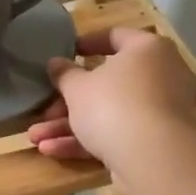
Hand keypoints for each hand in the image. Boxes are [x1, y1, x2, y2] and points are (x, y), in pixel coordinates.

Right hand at [28, 27, 195, 167]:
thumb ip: (64, 74)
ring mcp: (159, 112)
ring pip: (108, 113)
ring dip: (70, 126)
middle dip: (68, 101)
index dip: (87, 43)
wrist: (153, 158)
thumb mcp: (77, 87)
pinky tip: (51, 150)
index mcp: (146, 49)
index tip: (64, 54)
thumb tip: (56, 63)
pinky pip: (117, 134)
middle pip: (107, 84)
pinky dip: (87, 141)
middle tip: (44, 110)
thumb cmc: (113, 105)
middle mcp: (160, 76)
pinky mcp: (155, 141)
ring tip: (36, 138)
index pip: (115, 36)